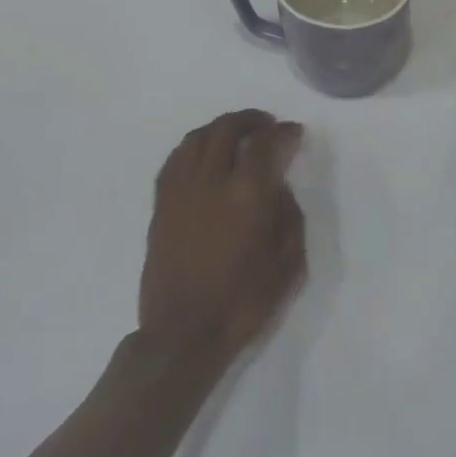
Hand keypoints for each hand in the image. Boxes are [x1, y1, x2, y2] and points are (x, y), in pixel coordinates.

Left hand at [138, 110, 306, 368]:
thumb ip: (289, 215)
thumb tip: (280, 188)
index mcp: (247, 194)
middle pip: (228, 128)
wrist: (182, 336)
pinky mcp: (161, 205)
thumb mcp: (288, 263)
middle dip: (251, 120)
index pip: (265, 142)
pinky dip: (194, 147)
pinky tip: (204, 155)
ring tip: (237, 135)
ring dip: (221, 128)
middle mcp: (211, 181)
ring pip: (198, 137)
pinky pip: (176, 159)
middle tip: (267, 126)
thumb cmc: (242, 302)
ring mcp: (181, 190)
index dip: (283, 132)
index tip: (294, 133)